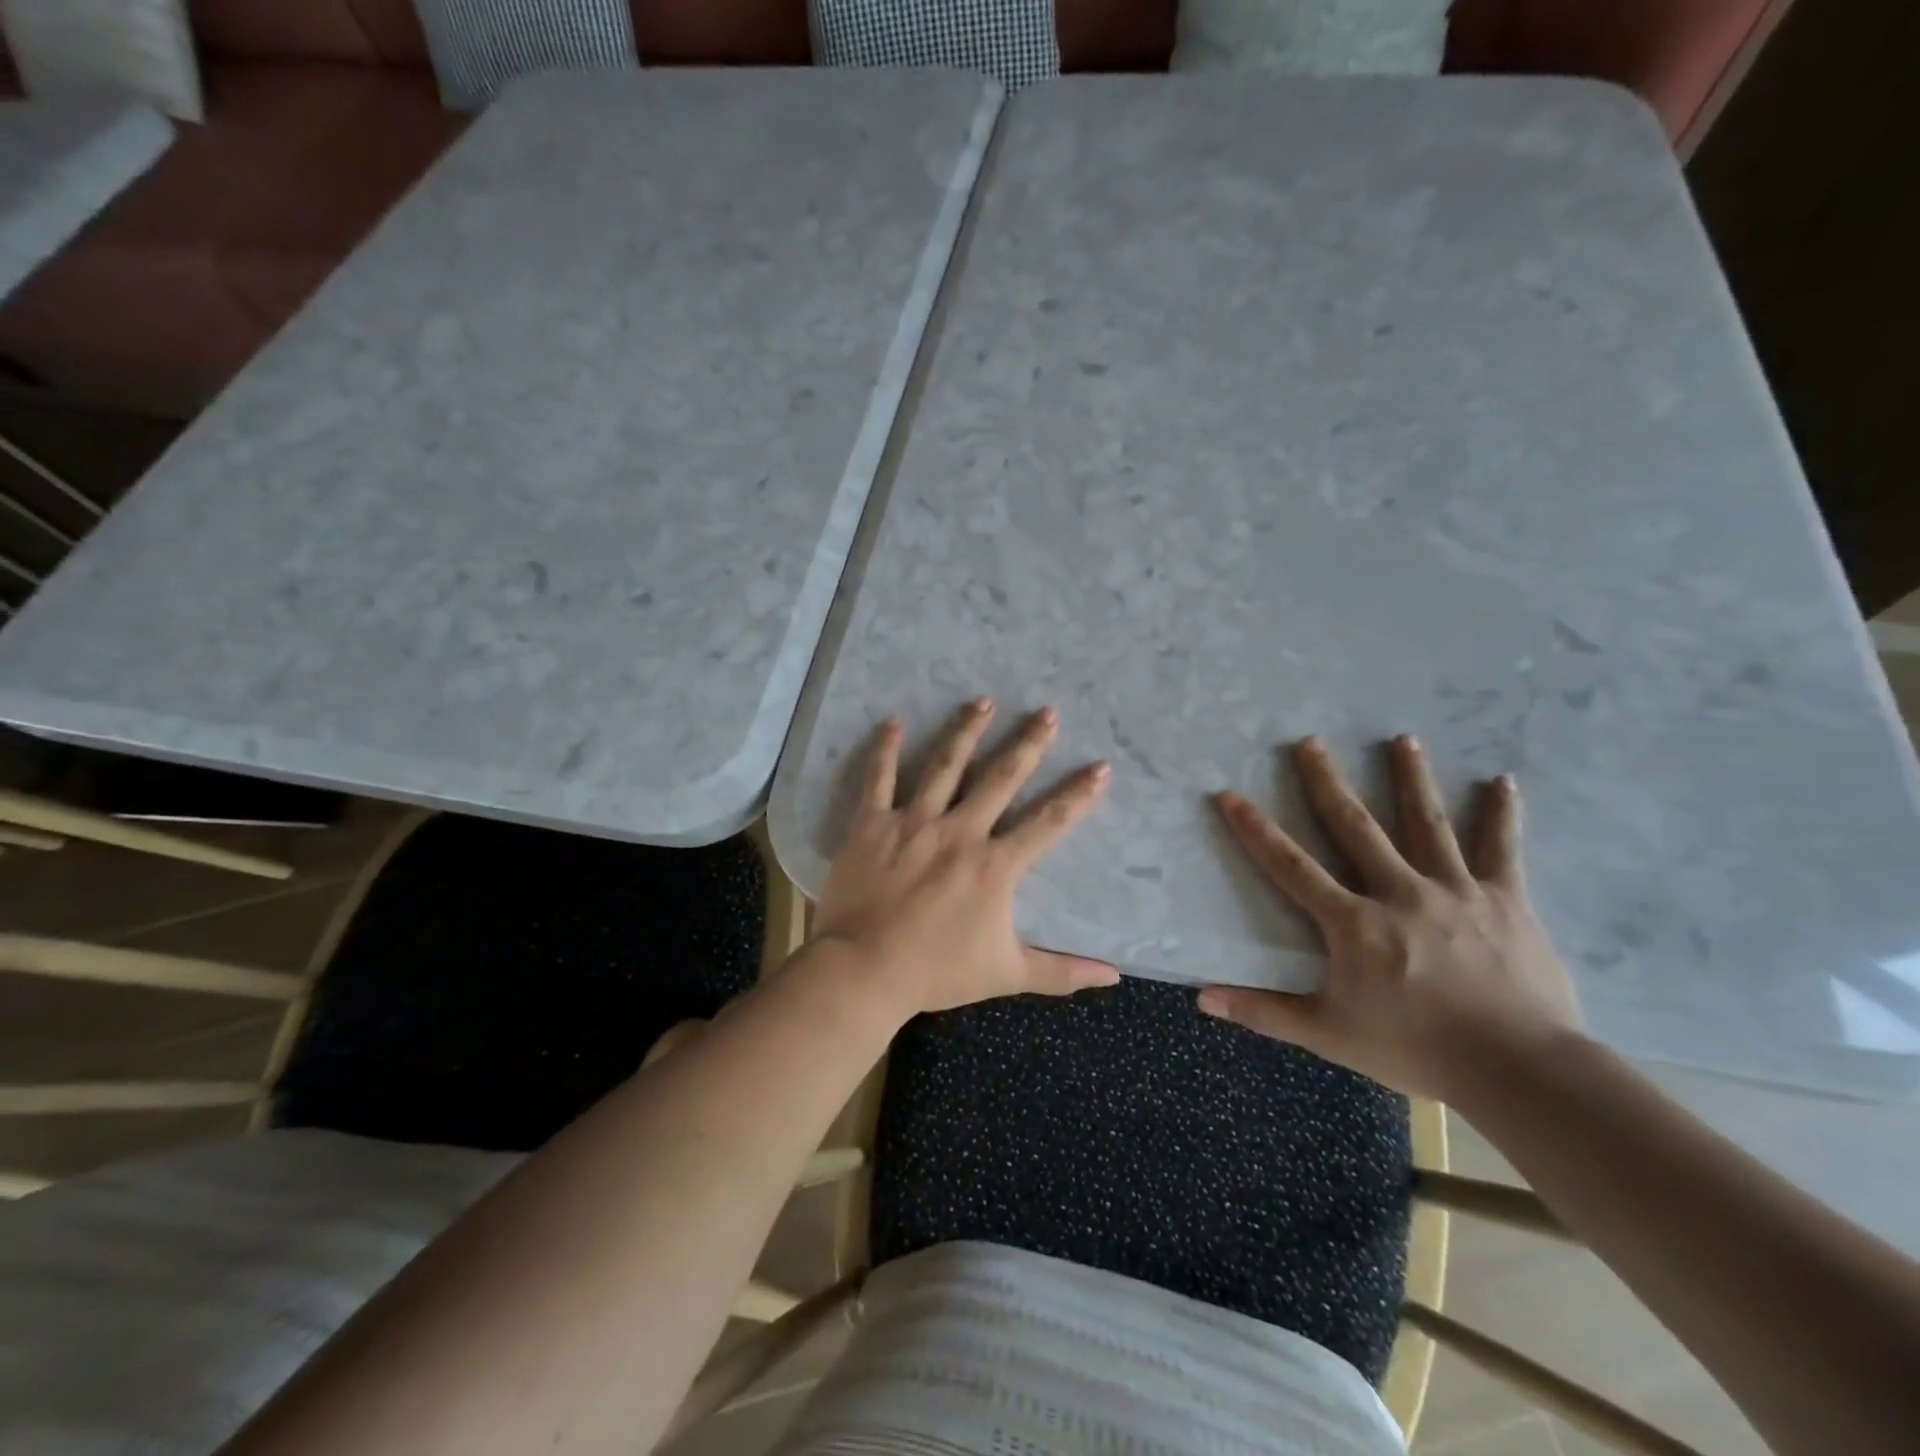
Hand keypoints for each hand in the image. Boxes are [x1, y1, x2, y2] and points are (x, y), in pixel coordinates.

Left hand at [807, 698, 1118, 1017]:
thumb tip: (1114, 976)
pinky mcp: (873, 824)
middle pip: (1001, 778)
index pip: (1048, 822)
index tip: (1100, 766)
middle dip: (1028, 743)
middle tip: (1046, 712)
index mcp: (995, 865)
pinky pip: (878, 779)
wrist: (864, 971)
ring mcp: (914, 823)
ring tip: (983, 700)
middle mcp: (960, 831)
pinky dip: (885, 749)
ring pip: (944, 765)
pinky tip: (892, 722)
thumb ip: (1062, 972)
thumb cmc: (937, 972)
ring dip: (966, 731)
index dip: (1077, 794)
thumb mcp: (1007, 974)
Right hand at [1200, 735, 1581, 1101]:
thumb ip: (1263, 1011)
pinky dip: (1501, 815)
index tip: (1230, 794)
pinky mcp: (1505, 900)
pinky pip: (1501, 849)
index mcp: (1353, 922)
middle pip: (1355, 826)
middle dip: (1326, 782)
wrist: (1521, 1071)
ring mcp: (1455, 890)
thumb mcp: (1328, 1035)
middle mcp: (1399, 891)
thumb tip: (1201, 997)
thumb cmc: (1416, 1050)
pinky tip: (1502, 782)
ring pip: (1426, 823)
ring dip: (1411, 778)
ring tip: (1402, 739)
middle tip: (1309, 742)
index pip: (1291, 866)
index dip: (1256, 830)